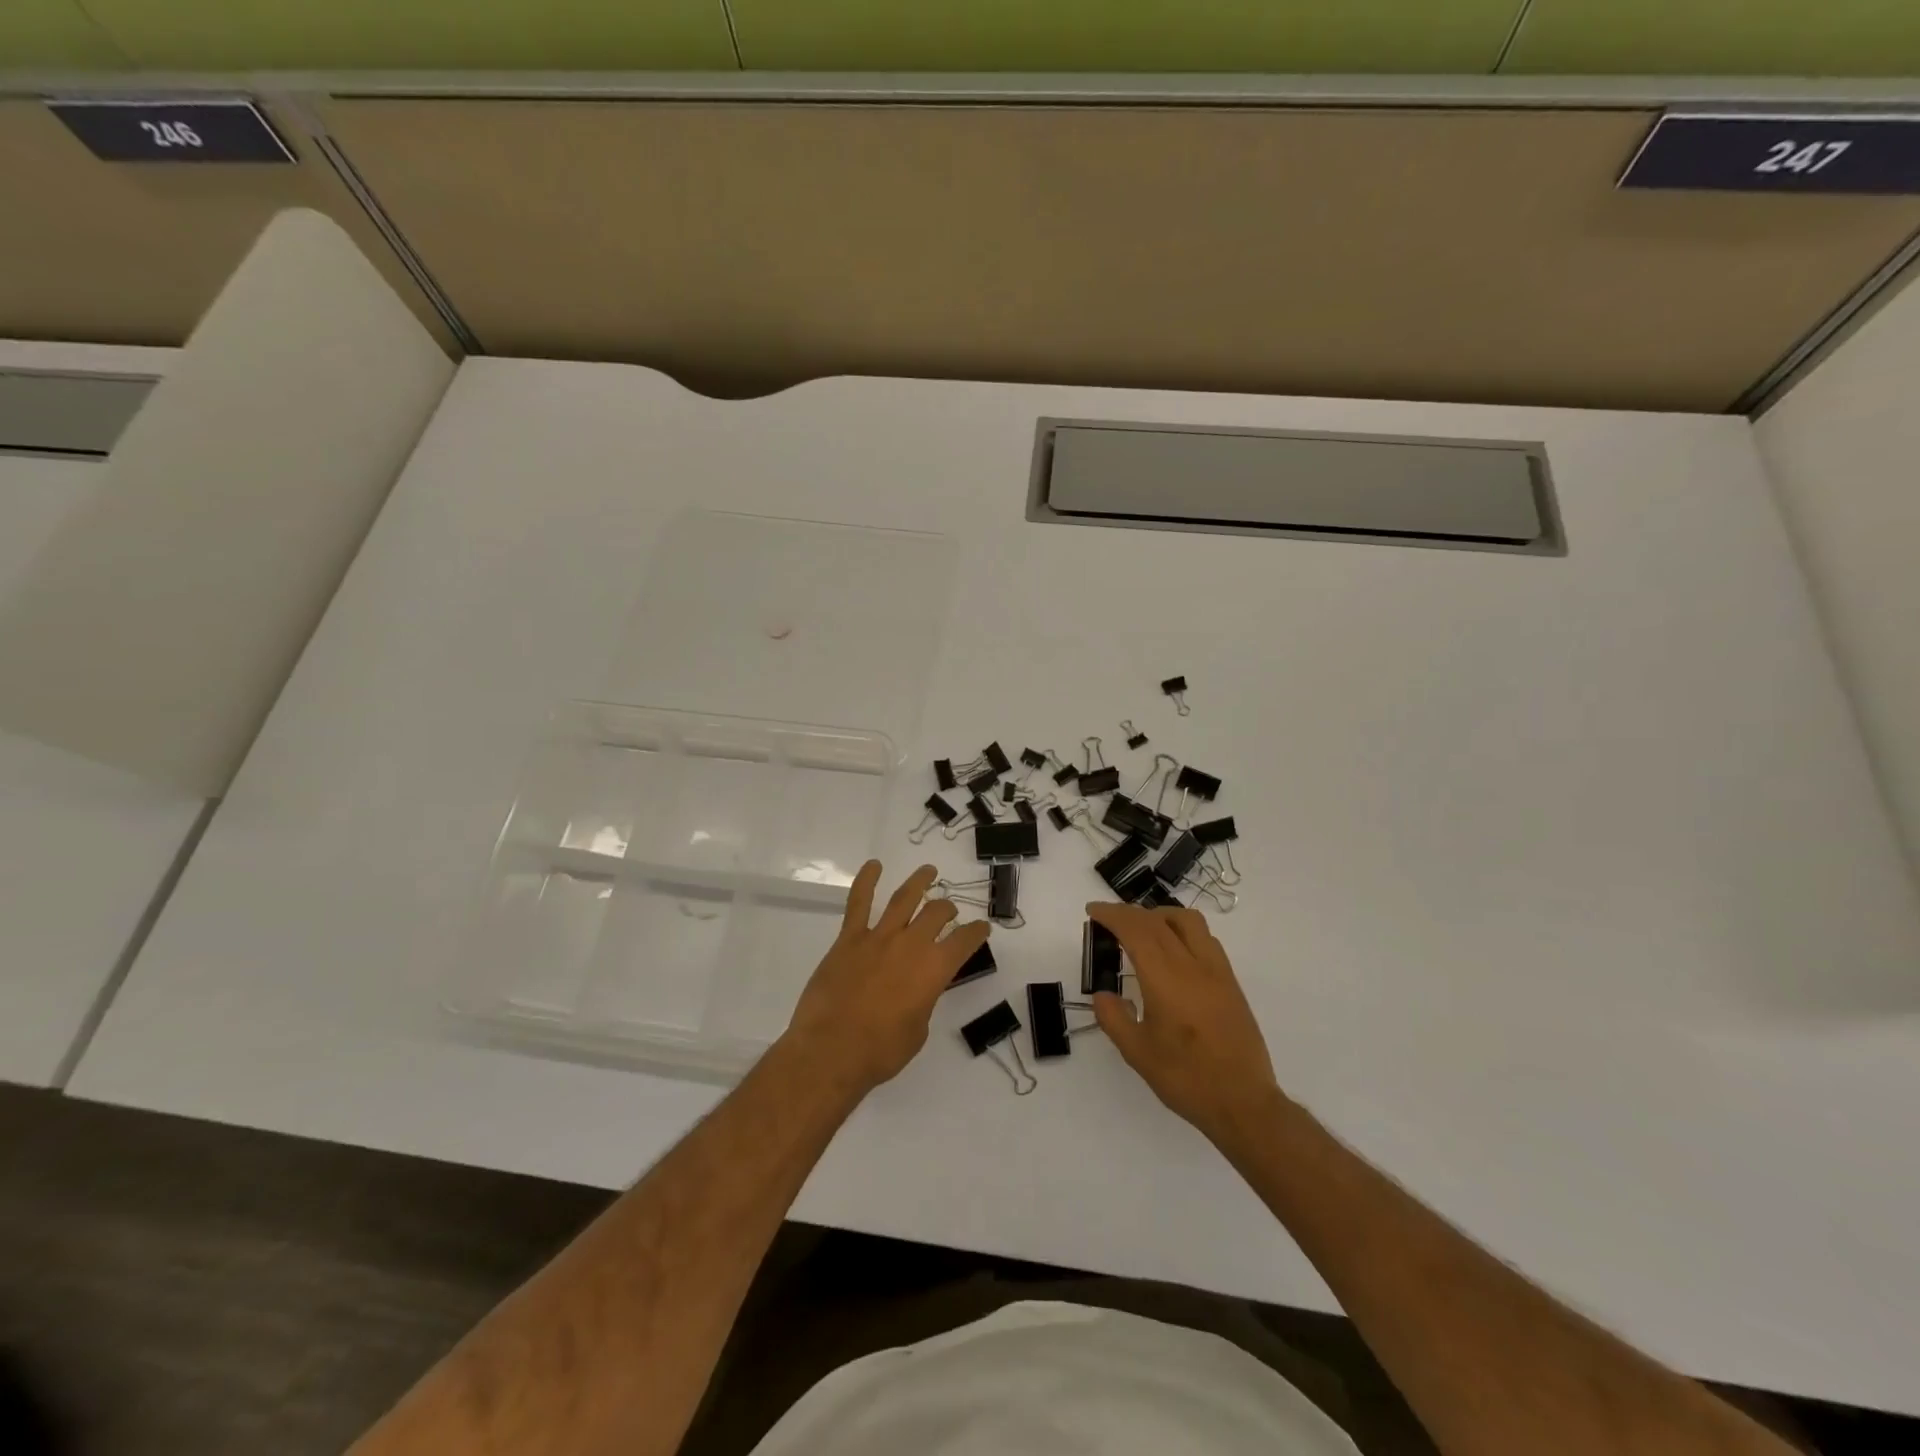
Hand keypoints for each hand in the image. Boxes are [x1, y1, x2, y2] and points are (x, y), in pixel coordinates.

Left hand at [782, 862, 991, 1096]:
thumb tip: (916, 990)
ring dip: (919, 882)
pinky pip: (859, 903)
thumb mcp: (918, 1031)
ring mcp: (878, 937)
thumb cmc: (880, 1051)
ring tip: (928, 871)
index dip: (976, 933)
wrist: (831, 1051)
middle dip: (947, 909)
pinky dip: (866, 881)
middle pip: (936, 914)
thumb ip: (922, 1001)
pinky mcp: (849, 939)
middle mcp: (911, 945)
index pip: (964, 942)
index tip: (982, 928)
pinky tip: (873, 865)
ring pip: (904, 899)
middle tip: (949, 909)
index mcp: (934, 970)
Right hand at [1089, 902, 1280, 1145]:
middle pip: (1159, 920)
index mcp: (1166, 979)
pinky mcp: (1231, 983)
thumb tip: (1103, 994)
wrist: (1243, 1103)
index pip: (1136, 930)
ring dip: (1160, 916)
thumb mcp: (1137, 1053)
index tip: (1093, 911)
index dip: (1112, 915)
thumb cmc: (1186, 1079)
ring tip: (1142, 931)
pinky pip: (1205, 939)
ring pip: (1188, 921)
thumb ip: (1114, 1018)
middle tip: (1108, 921)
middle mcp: (1193, 965)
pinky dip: (1182, 931)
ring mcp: (1217, 971)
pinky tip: (1173, 954)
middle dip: (1130, 913)